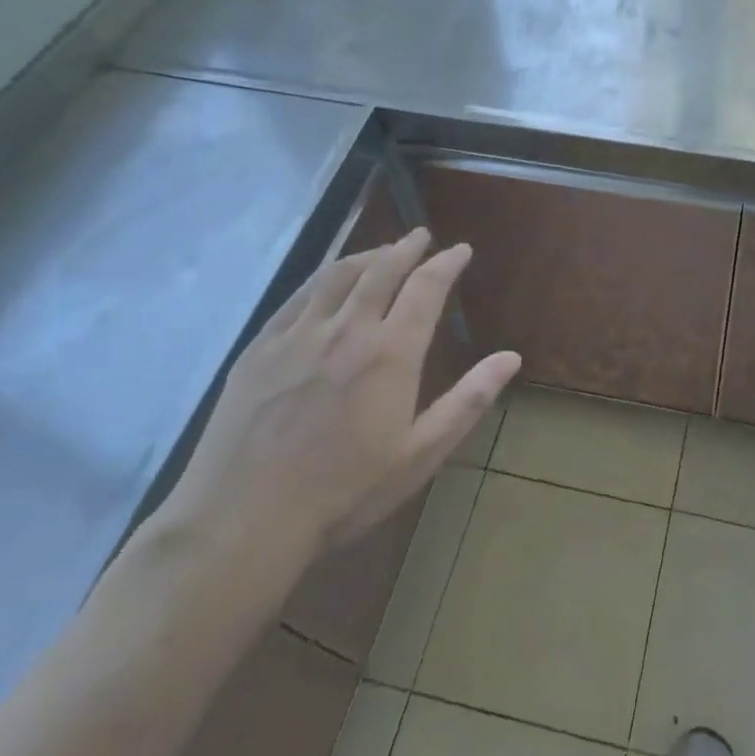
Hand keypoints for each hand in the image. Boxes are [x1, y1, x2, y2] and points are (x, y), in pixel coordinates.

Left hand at [153, 229, 520, 599]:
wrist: (243, 519)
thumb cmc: (343, 492)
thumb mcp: (419, 454)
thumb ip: (467, 401)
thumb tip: (511, 357)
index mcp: (390, 353)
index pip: (426, 288)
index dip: (446, 263)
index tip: (460, 250)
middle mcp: (346, 330)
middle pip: (381, 270)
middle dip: (406, 248)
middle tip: (421, 236)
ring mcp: (297, 335)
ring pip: (338, 275)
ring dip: (366, 255)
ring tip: (382, 251)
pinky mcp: (259, 348)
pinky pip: (298, 296)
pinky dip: (323, 277)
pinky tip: (327, 281)